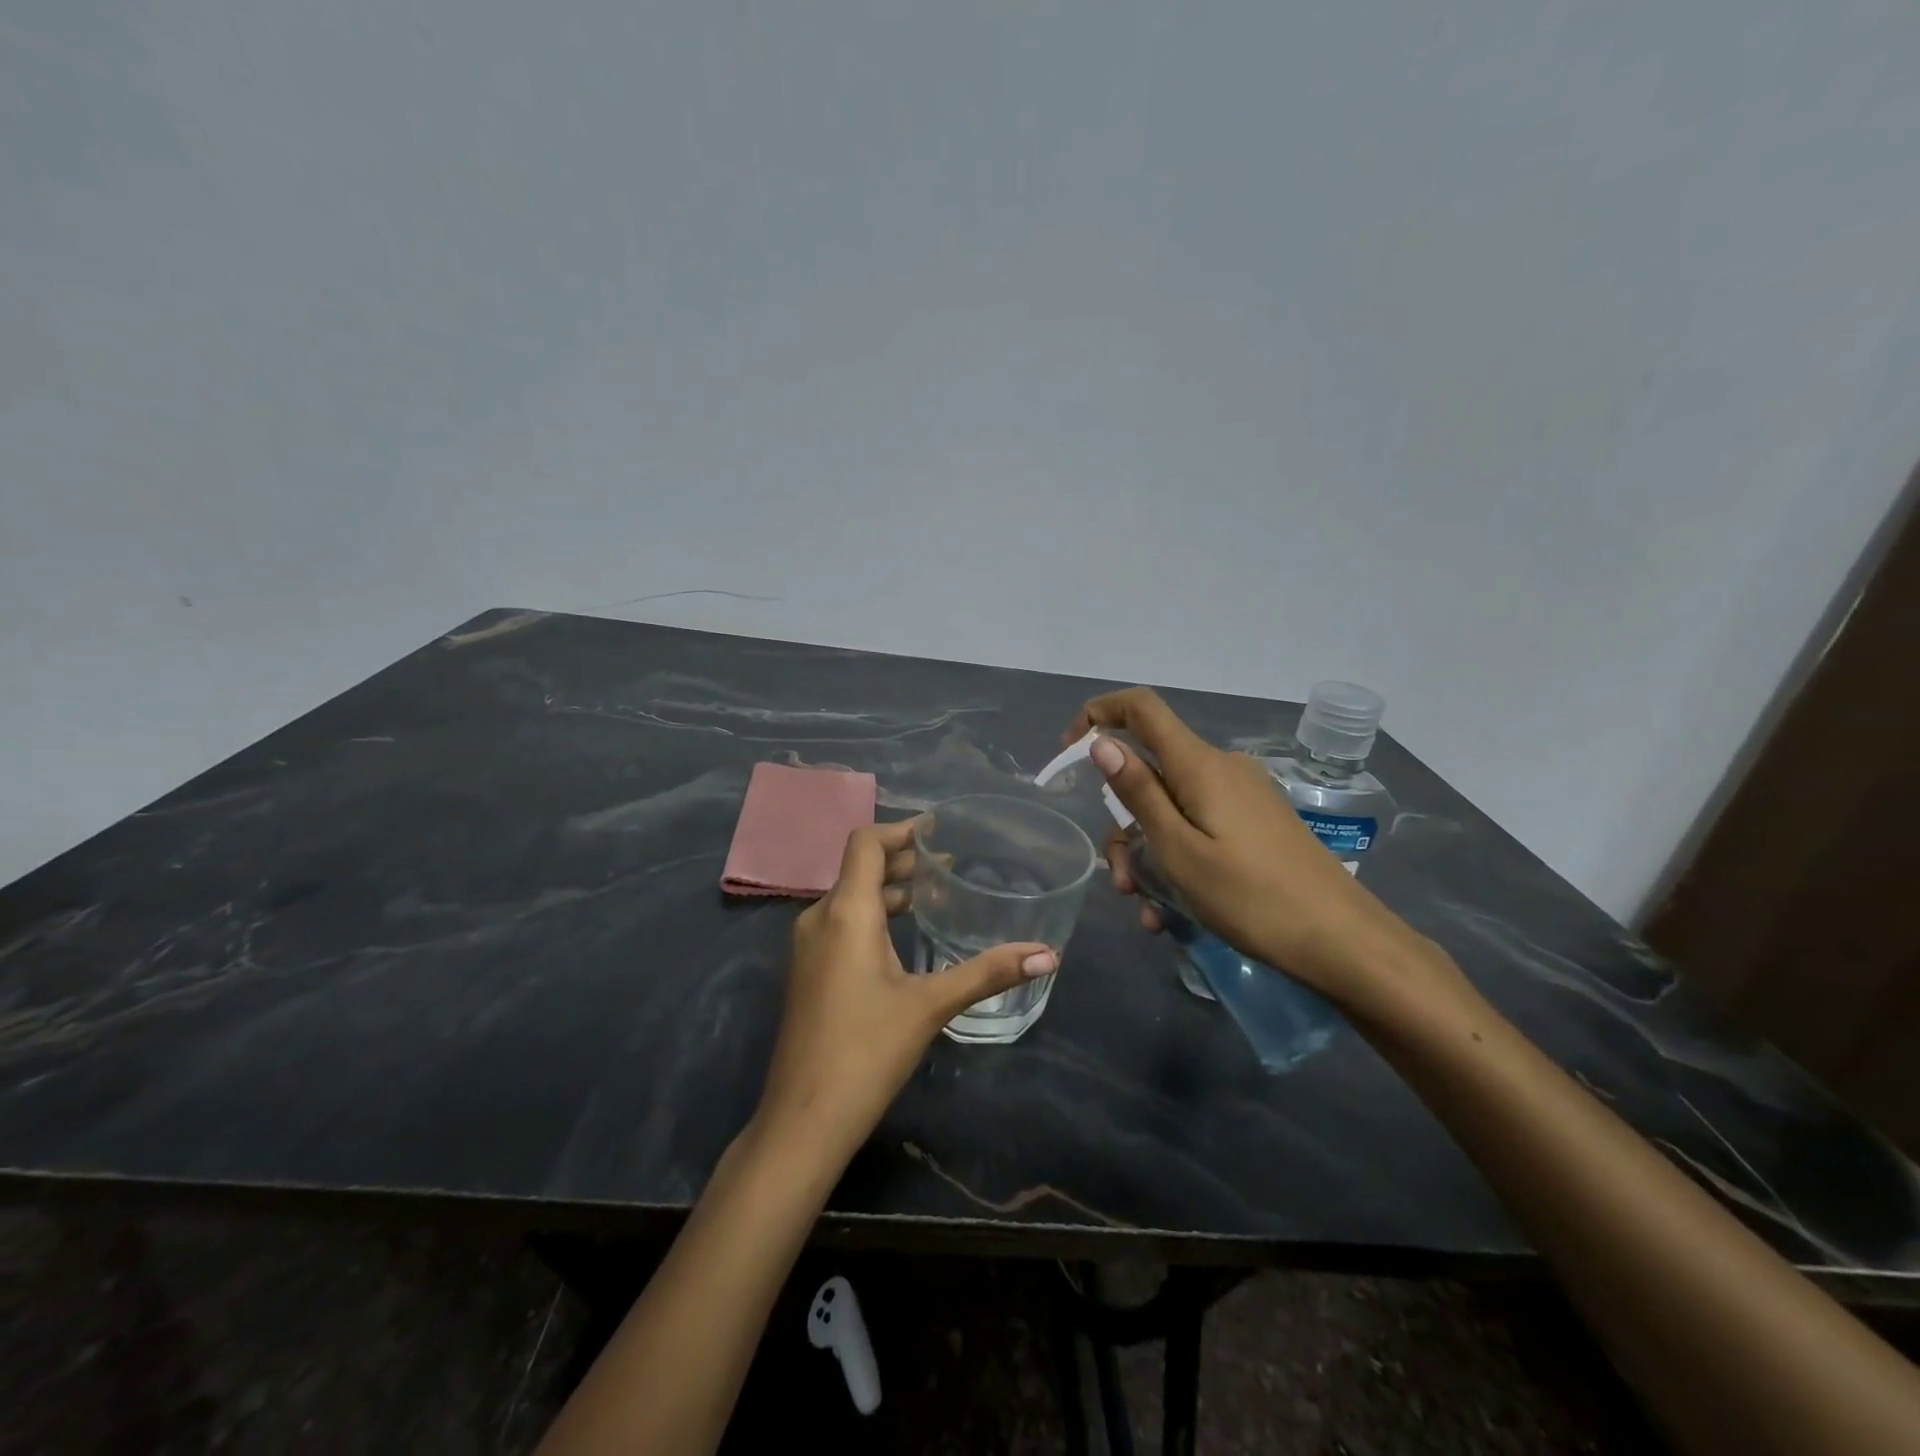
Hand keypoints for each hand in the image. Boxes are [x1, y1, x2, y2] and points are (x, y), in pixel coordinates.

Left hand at [753, 818, 1056, 1166]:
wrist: (802, 1120)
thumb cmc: (867, 1051)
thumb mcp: (931, 1005)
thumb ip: (988, 973)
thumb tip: (1048, 954)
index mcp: (845, 912)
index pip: (866, 843)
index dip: (900, 830)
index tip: (936, 829)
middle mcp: (819, 918)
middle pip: (860, 869)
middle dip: (902, 861)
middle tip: (948, 865)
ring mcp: (807, 947)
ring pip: (850, 899)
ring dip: (889, 890)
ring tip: (933, 897)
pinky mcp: (807, 972)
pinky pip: (841, 924)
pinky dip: (873, 916)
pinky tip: (902, 939)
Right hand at [1067, 688, 1448, 1016]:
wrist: (1343, 942)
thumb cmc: (1251, 897)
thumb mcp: (1179, 850)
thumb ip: (1139, 792)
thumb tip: (1102, 742)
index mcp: (1200, 765)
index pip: (1141, 708)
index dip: (1098, 714)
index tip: (1068, 751)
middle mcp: (1221, 769)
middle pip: (1151, 773)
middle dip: (1123, 823)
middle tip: (1122, 882)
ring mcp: (1242, 796)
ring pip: (1171, 809)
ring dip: (1148, 854)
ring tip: (1150, 911)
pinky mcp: (1256, 823)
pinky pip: (1199, 828)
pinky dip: (1177, 860)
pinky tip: (1174, 914)